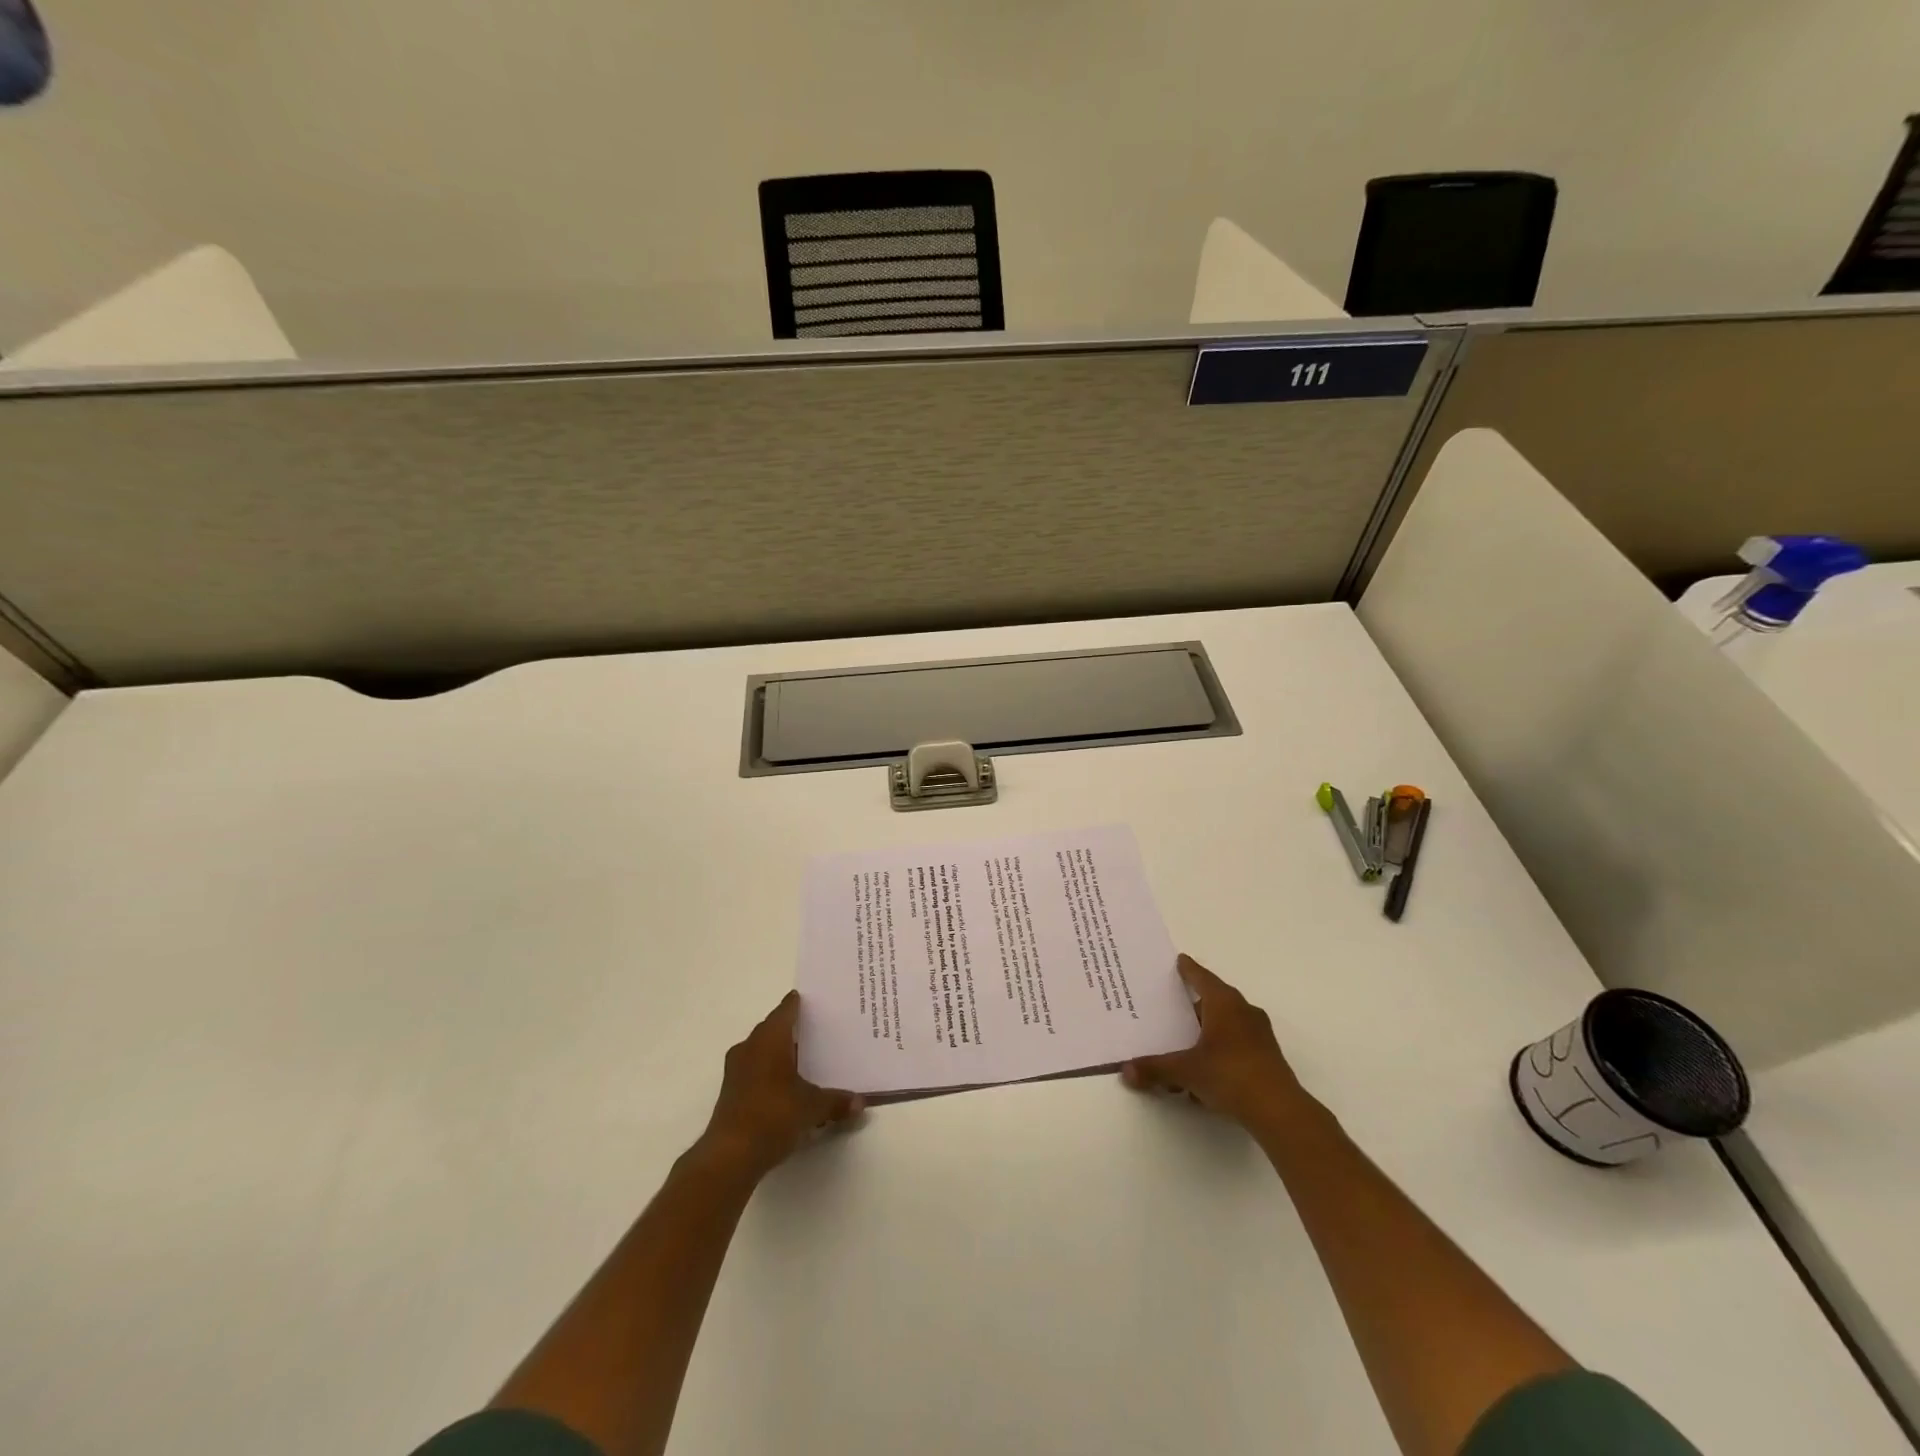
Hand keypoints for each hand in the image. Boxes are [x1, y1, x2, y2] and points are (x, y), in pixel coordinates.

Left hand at [699, 991, 863, 1179]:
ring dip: (779, 1054)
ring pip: (761, 1051)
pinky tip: (787, 1088)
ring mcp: (736, 1070)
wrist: (730, 1156)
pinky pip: (755, 1072)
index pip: (786, 1010)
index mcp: (770, 1038)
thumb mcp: (812, 1107)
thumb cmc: (773, 1115)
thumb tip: (861, 1102)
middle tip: (817, 1032)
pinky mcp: (731, 1093)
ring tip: (805, 1061)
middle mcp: (750, 1047)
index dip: (799, 1004)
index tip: (813, 1001)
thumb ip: (837, 1101)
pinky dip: (770, 1074)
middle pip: (773, 1029)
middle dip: (792, 1030)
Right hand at [1121, 955, 1311, 1127]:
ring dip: (1205, 1033)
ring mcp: (1259, 1035)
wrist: (1280, 1112)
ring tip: (1182, 1047)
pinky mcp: (1266, 1058)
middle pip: (1213, 1001)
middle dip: (1192, 1006)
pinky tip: (1203, 1076)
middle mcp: (1243, 1012)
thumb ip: (1155, 1069)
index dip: (1188, 969)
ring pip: (1225, 1025)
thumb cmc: (1230, 1075)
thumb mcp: (1186, 1071)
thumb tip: (1125, 1071)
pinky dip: (1218, 1051)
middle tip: (1170, 1008)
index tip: (1178, 961)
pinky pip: (1235, 1045)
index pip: (1201, 977)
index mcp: (1224, 1003)